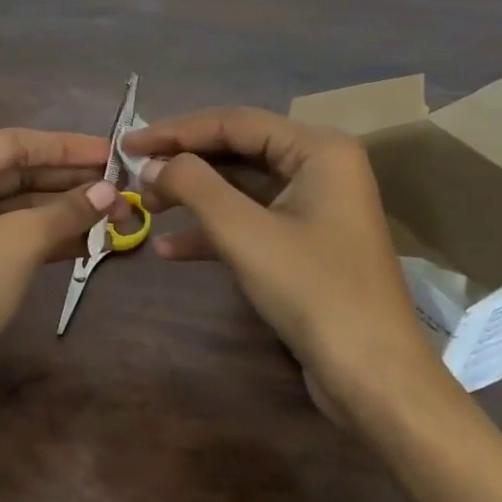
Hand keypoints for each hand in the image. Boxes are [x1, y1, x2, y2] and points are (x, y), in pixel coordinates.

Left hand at [0, 128, 122, 437]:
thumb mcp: (18, 242)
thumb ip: (66, 211)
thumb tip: (110, 192)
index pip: (14, 143)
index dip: (67, 147)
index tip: (115, 152)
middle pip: (17, 173)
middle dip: (70, 182)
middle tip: (124, 187)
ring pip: (18, 208)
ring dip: (65, 212)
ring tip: (119, 214)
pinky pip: (13, 237)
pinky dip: (49, 238)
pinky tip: (91, 241)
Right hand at [124, 108, 445, 421]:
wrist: (374, 379)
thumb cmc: (313, 291)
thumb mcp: (244, 233)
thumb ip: (194, 186)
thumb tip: (153, 164)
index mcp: (317, 149)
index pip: (233, 122)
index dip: (176, 130)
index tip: (128, 142)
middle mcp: (318, 167)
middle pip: (236, 149)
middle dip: (183, 164)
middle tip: (134, 176)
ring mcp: (312, 206)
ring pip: (238, 186)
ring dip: (192, 196)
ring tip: (146, 208)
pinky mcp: (303, 242)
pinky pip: (249, 220)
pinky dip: (211, 230)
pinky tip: (169, 250)